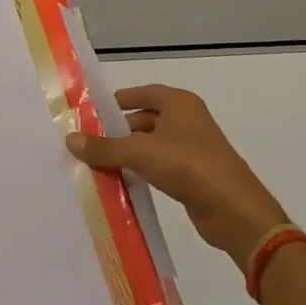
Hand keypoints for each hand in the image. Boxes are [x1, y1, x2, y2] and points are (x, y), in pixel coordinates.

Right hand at [68, 85, 288, 270]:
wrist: (235, 211)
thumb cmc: (188, 166)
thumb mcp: (140, 153)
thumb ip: (105, 147)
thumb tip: (70, 139)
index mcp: (179, 103)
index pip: (141, 93)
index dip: (117, 101)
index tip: (90, 112)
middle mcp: (187, 120)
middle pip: (144, 119)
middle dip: (118, 131)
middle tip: (88, 143)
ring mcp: (193, 148)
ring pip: (151, 145)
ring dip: (128, 153)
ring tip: (97, 164)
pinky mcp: (194, 175)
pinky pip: (160, 166)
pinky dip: (142, 170)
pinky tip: (121, 182)